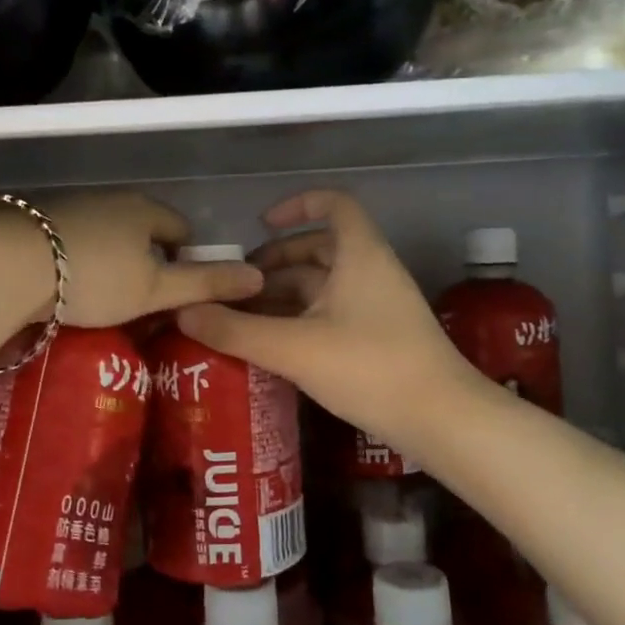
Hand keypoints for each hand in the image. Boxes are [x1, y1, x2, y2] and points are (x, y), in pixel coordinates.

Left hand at [14, 191, 263, 329]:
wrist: (9, 264)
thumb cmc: (94, 277)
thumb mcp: (155, 289)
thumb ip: (205, 284)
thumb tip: (258, 277)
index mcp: (145, 210)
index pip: (181, 228)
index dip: (185, 259)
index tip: (172, 293)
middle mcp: (111, 199)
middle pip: (142, 229)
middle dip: (146, 261)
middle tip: (139, 301)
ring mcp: (71, 205)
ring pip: (106, 233)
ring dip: (110, 259)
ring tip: (101, 297)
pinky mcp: (36, 219)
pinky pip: (73, 239)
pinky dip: (77, 258)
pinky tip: (65, 285)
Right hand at [176, 190, 477, 448]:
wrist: (443, 420)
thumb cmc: (370, 367)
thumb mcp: (294, 348)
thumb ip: (235, 330)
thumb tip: (182, 311)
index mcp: (359, 255)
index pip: (334, 205)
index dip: (297, 205)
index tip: (261, 225)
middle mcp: (371, 271)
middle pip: (320, 248)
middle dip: (275, 261)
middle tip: (236, 283)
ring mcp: (379, 306)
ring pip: (324, 285)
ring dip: (284, 293)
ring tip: (242, 315)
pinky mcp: (380, 337)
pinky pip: (333, 312)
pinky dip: (301, 318)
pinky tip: (273, 344)